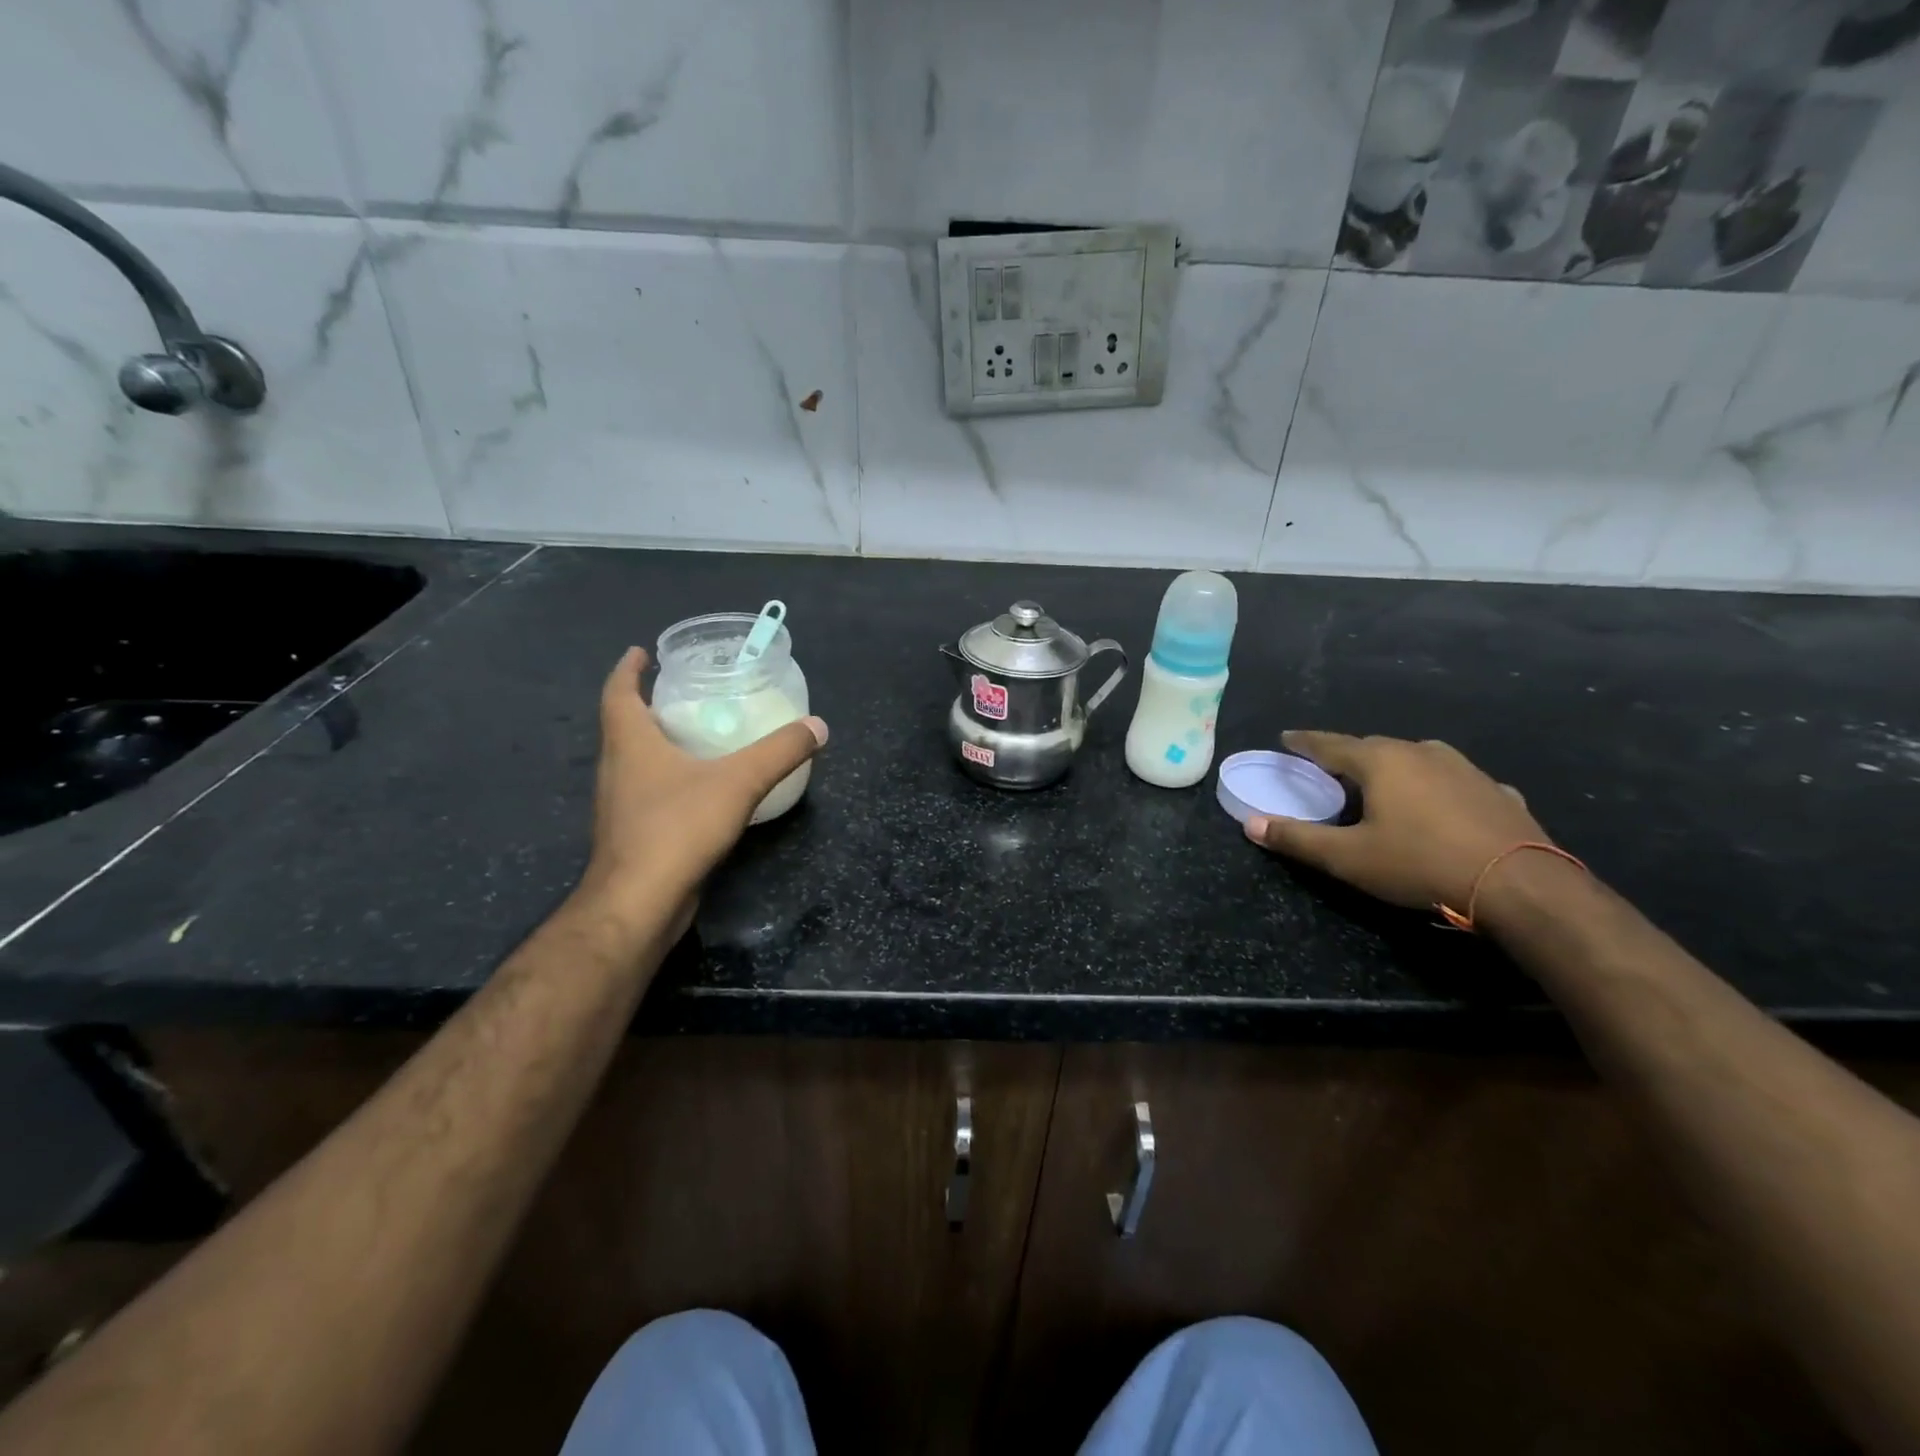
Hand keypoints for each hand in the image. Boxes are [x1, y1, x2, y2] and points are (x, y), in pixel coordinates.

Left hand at [574, 647, 827, 926]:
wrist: (638, 904)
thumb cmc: (677, 828)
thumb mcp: (738, 782)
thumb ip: (779, 752)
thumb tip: (818, 726)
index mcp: (630, 743)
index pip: (618, 692)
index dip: (627, 670)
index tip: (642, 652)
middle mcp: (617, 768)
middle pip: (624, 725)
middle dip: (649, 704)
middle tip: (684, 691)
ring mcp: (620, 805)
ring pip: (635, 761)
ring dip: (656, 743)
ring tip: (696, 734)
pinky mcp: (632, 835)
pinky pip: (648, 792)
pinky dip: (668, 778)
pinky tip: (700, 789)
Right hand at [1246, 731, 1548, 916]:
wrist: (1520, 885)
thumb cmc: (1420, 864)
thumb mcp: (1348, 858)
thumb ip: (1297, 838)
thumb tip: (1250, 825)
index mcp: (1381, 761)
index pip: (1330, 744)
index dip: (1305, 742)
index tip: (1286, 737)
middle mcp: (1422, 752)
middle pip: (1373, 747)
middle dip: (1348, 755)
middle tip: (1331, 769)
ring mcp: (1465, 768)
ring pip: (1416, 759)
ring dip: (1394, 768)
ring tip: (1384, 786)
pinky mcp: (1497, 791)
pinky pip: (1454, 781)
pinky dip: (1436, 788)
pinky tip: (1441, 807)